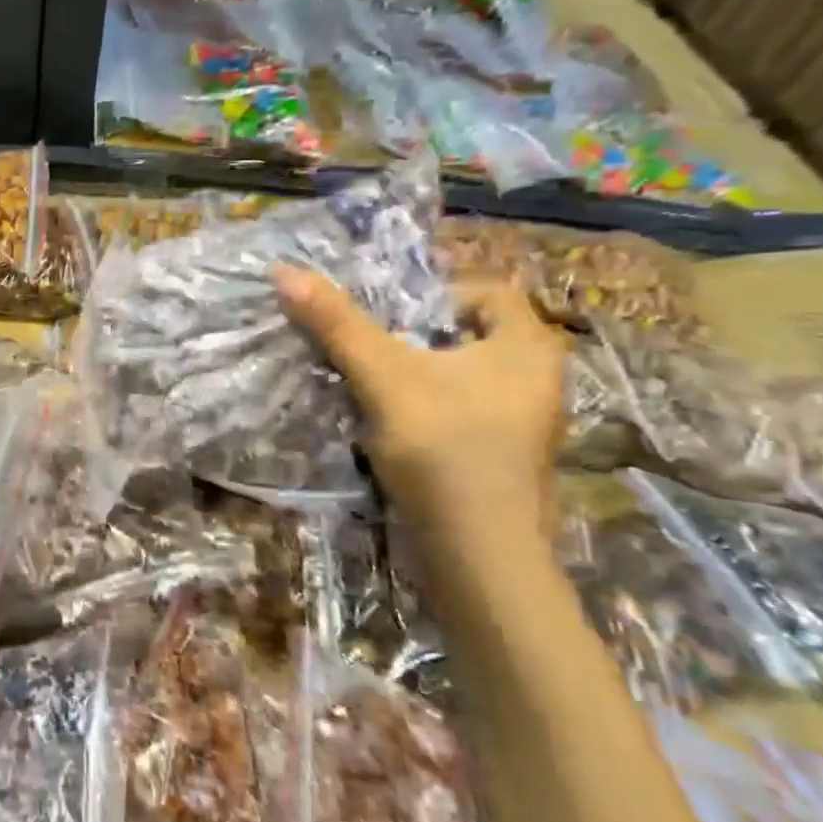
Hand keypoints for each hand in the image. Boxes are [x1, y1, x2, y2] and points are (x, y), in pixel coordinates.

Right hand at [276, 267, 568, 531]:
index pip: (484, 291)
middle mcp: (538, 377)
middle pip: (467, 335)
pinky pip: (460, 411)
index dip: (432, 294)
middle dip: (416, 336)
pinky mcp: (502, 456)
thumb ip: (336, 324)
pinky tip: (391, 427)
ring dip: (417, 375)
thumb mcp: (382, 376)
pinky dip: (426, 409)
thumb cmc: (442, 447)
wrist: (476, 550)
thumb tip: (284, 271)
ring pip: (461, 376)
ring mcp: (524, 422)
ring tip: (370, 385)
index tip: (383, 315)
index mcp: (527, 346)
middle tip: (369, 346)